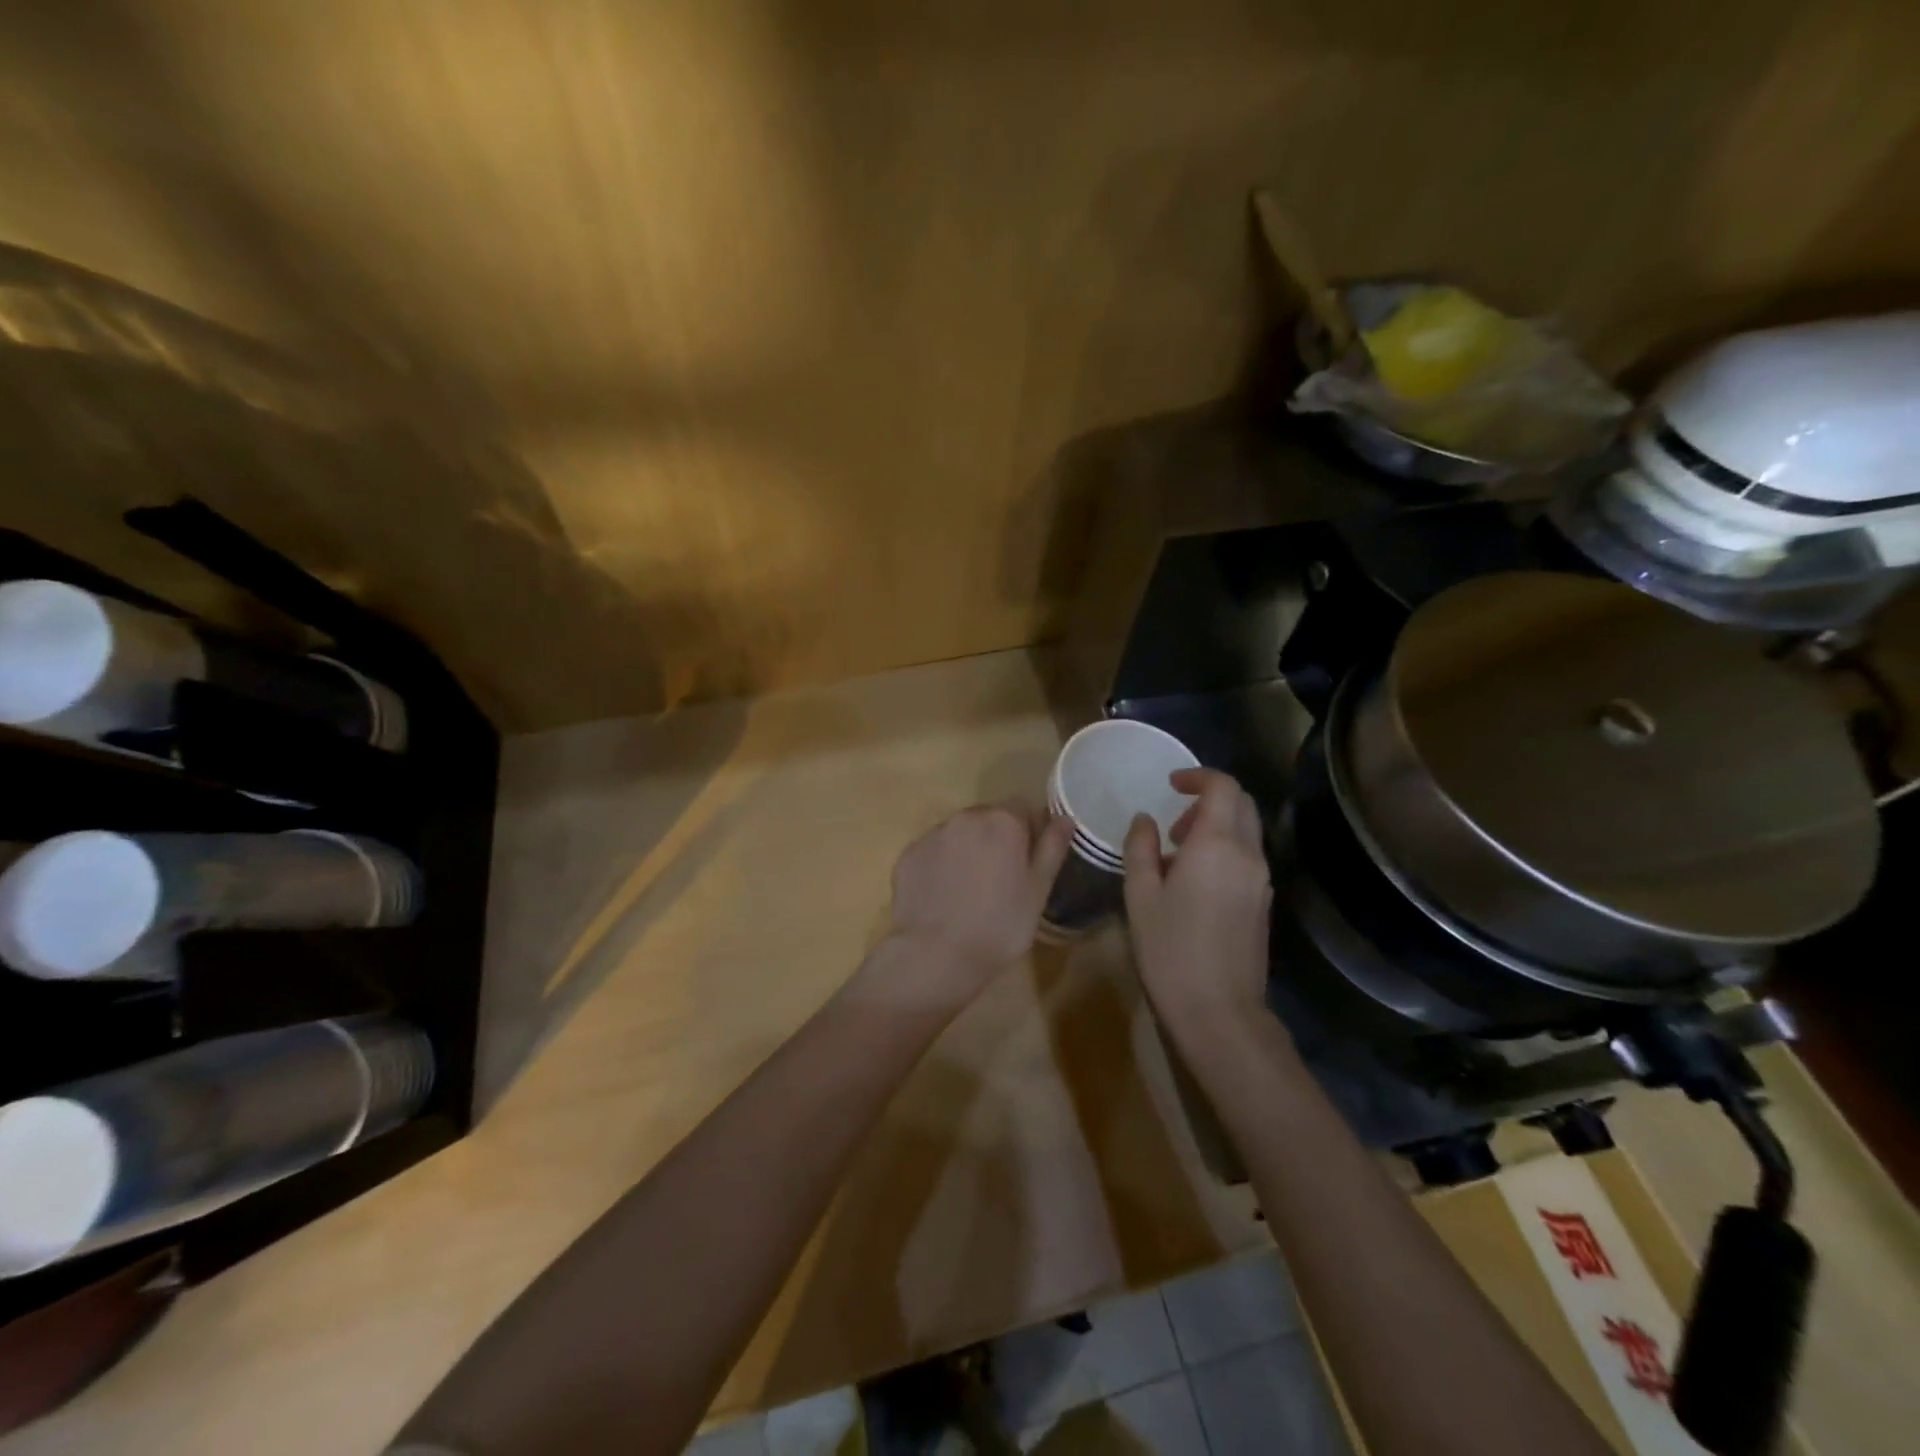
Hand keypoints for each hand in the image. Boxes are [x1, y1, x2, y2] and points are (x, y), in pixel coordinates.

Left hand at [879, 804, 1073, 1003]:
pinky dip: (940, 865)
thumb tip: (1064, 818)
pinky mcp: (908, 854)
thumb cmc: (1000, 924)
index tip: (1027, 863)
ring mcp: (933, 834)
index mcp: (1003, 821)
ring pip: (958, 834)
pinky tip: (944, 897)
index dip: (1028, 832)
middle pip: (988, 818)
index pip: (1022, 808)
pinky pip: (933, 852)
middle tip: (1000, 880)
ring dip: (967, 850)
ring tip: (969, 891)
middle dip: (996, 839)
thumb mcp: (1039, 890)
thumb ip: (1052, 847)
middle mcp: (966, 817)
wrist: (937, 954)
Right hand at [1123, 769, 1271, 1036]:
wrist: (1218, 1011)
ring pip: (1247, 832)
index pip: (1223, 787)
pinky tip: (1195, 882)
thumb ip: (1140, 848)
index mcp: (1217, 845)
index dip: (1198, 776)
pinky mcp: (1263, 904)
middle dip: (1209, 799)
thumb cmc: (1170, 949)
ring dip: (1217, 826)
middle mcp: (1248, 855)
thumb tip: (1144, 820)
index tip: (1170, 785)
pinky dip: (1225, 850)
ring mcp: (1261, 881)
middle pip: (1241, 804)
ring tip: (1178, 855)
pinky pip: (1248, 858)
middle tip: (1174, 823)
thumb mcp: (1140, 895)